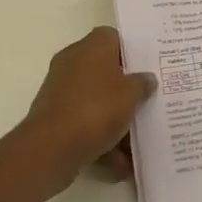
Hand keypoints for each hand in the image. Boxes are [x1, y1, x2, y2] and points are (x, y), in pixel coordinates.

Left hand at [20, 27, 156, 193]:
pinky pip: (86, 124)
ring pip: (97, 101)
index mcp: (91, 47)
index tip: (150, 67)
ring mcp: (62, 91)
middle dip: (127, 89)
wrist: (51, 148)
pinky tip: (122, 163)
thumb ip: (142, 84)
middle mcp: (73, 63)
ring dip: (116, 120)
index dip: (133, 51)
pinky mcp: (56, 118)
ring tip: (140, 140)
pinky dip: (102, 139)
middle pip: (106, 71)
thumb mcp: (131, 94)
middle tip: (150, 100)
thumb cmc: (96, 110)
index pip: (114, 37)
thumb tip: (147, 78)